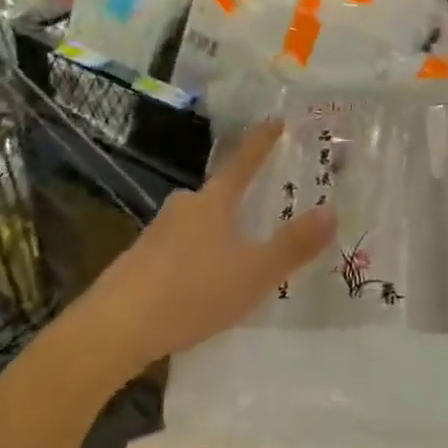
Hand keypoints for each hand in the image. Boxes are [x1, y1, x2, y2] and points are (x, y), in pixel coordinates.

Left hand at [80, 122, 335, 376]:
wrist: (115, 328)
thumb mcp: (254, 273)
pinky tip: (201, 286)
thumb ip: (293, 245)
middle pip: (217, 194)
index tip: (277, 120)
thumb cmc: (193, 291)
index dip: (262, 141)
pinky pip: (179, 250)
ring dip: (217, 234)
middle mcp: (184, 207)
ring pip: (197, 224)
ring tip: (237, 258)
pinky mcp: (139, 261)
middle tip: (263, 210)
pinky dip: (196, 259)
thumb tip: (332, 212)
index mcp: (213, 202)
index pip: (243, 160)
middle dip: (240, 199)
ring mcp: (157, 233)